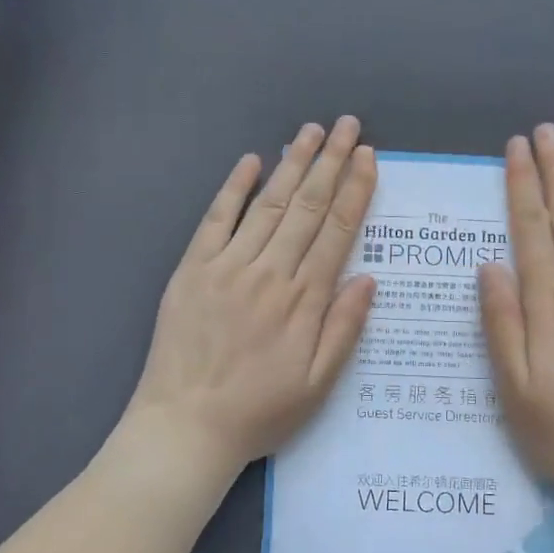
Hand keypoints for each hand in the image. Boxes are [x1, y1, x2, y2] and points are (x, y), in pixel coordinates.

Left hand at [126, 118, 376, 479]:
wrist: (185, 427)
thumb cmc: (259, 412)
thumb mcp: (318, 385)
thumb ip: (344, 329)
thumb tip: (368, 279)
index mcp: (304, 300)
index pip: (337, 231)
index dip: (356, 190)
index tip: (368, 157)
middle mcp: (270, 272)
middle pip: (307, 206)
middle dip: (331, 162)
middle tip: (348, 125)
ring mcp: (228, 266)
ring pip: (267, 204)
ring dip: (292, 164)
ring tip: (311, 131)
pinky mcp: (192, 269)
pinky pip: (216, 219)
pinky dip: (233, 188)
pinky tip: (250, 161)